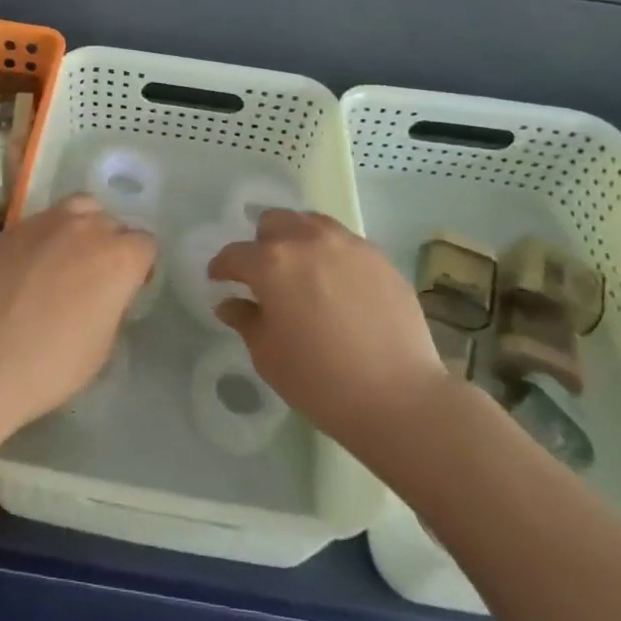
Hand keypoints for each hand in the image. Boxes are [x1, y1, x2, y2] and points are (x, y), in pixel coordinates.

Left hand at [0, 194, 155, 430]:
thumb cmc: (52, 363)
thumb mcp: (103, 345)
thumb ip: (113, 305)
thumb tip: (105, 293)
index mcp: (119, 257)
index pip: (145, 245)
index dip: (139, 268)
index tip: (127, 290)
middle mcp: (88, 227)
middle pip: (112, 222)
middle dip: (111, 245)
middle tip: (95, 278)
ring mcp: (46, 221)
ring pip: (78, 209)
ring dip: (81, 228)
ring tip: (66, 259)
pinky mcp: (13, 228)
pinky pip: (42, 221)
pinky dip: (47, 236)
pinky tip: (32, 266)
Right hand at [209, 211, 447, 450]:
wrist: (400, 398)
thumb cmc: (321, 382)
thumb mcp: (268, 356)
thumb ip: (245, 320)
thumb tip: (230, 303)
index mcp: (272, 263)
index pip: (235, 254)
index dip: (222, 267)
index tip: (220, 280)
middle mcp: (307, 240)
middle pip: (274, 222)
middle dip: (262, 244)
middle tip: (265, 275)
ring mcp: (347, 244)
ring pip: (311, 223)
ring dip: (298, 239)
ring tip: (303, 271)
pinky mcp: (379, 257)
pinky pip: (345, 242)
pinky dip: (331, 254)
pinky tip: (338, 285)